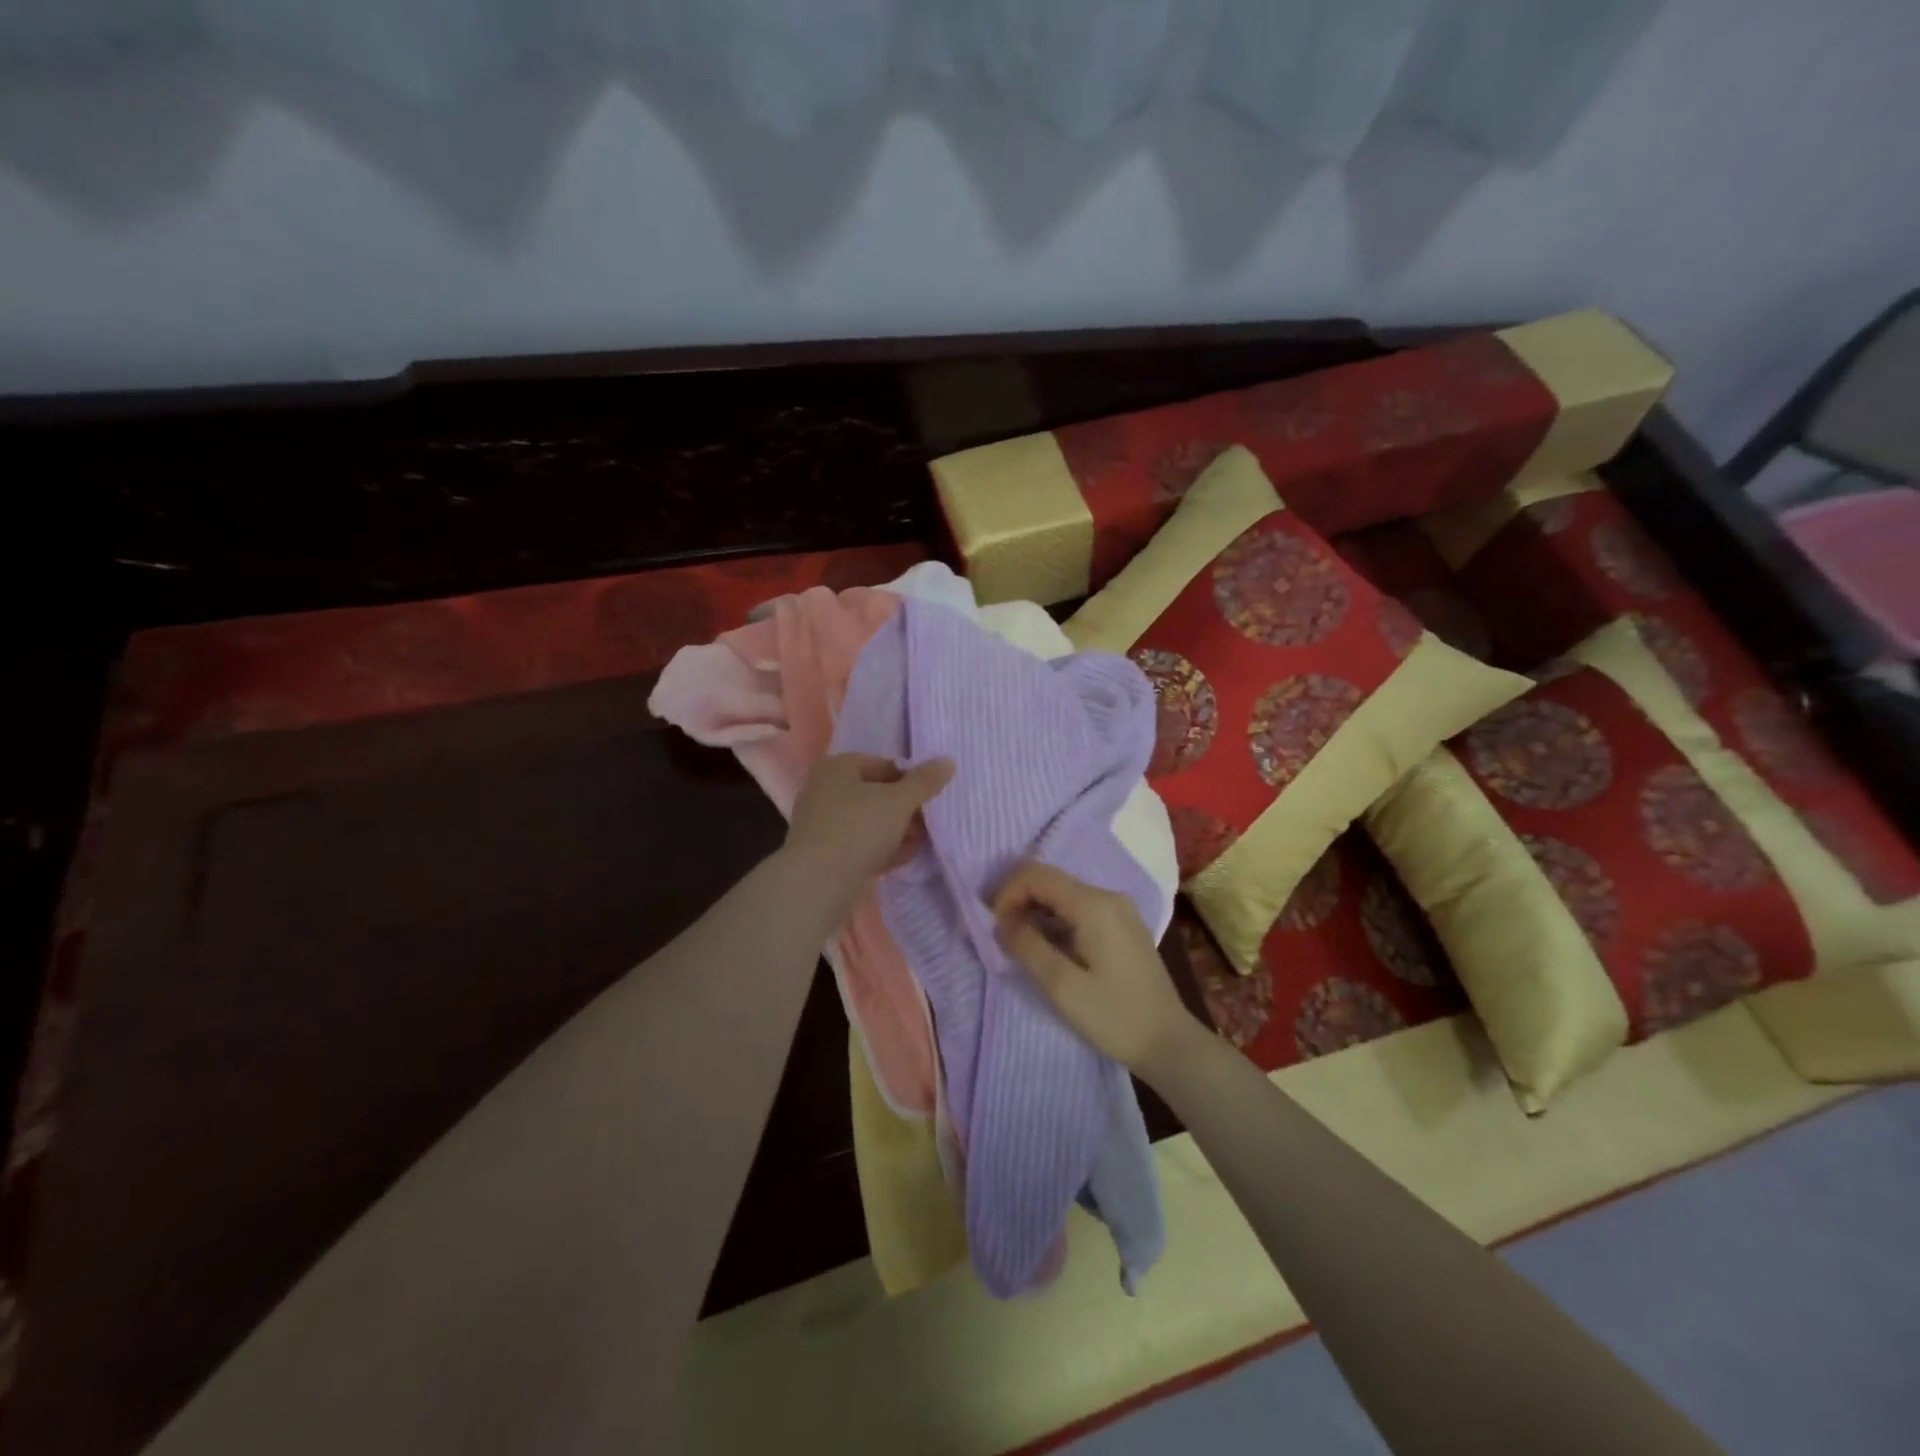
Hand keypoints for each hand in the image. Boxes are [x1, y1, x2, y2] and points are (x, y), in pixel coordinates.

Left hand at [784, 753, 954, 892]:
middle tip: (929, 823)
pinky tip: (904, 858)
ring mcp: (822, 824)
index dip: (910, 780)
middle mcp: (824, 790)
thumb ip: (924, 781)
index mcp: (837, 768)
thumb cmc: (858, 828)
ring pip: (868, 822)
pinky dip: (881, 848)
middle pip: (875, 794)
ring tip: (921, 843)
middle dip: (905, 809)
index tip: (931, 798)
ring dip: (896, 831)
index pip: (883, 764)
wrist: (817, 883)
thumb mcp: (898, 801)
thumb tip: (947, 761)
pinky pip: (859, 845)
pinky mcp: (824, 854)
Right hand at [993, 861, 1200, 1078]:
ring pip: (1065, 894)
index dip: (1008, 893)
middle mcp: (1109, 896)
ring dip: (1037, 912)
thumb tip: (1002, 923)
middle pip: (1051, 880)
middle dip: (1020, 901)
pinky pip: (1081, 908)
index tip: (996, 927)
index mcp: (1094, 904)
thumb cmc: (1114, 1017)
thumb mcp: (1061, 986)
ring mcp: (1120, 909)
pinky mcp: (1124, 925)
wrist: (1169, 1043)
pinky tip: (1050, 948)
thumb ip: (1027, 946)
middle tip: (1003, 937)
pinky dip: (1057, 920)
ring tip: (1022, 945)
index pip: (1037, 875)